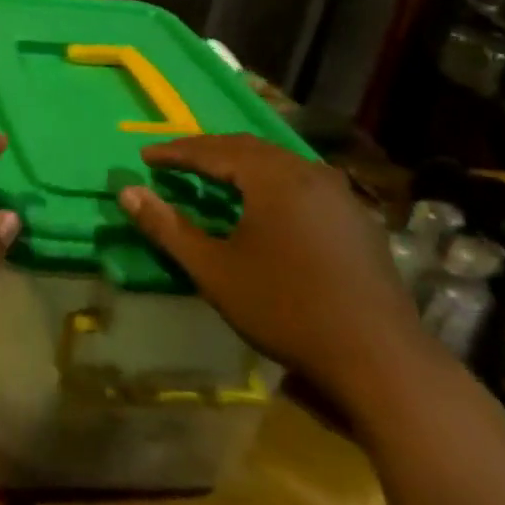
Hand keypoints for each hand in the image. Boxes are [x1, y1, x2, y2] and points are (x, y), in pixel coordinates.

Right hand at [118, 134, 429, 410]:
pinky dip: (269, 182)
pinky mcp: (356, 218)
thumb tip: (126, 192)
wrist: (378, 356)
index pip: (213, 150)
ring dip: (239, 165)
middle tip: (173, 160)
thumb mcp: (214, 269)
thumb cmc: (285, 307)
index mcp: (272, 177)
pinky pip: (301, 182)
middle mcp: (308, 172)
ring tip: (211, 176)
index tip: (144, 157)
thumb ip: (167, 227)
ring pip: (278, 163)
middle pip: (247, 148)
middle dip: (206, 151)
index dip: (174, 152)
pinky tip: (262, 204)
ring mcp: (339, 193)